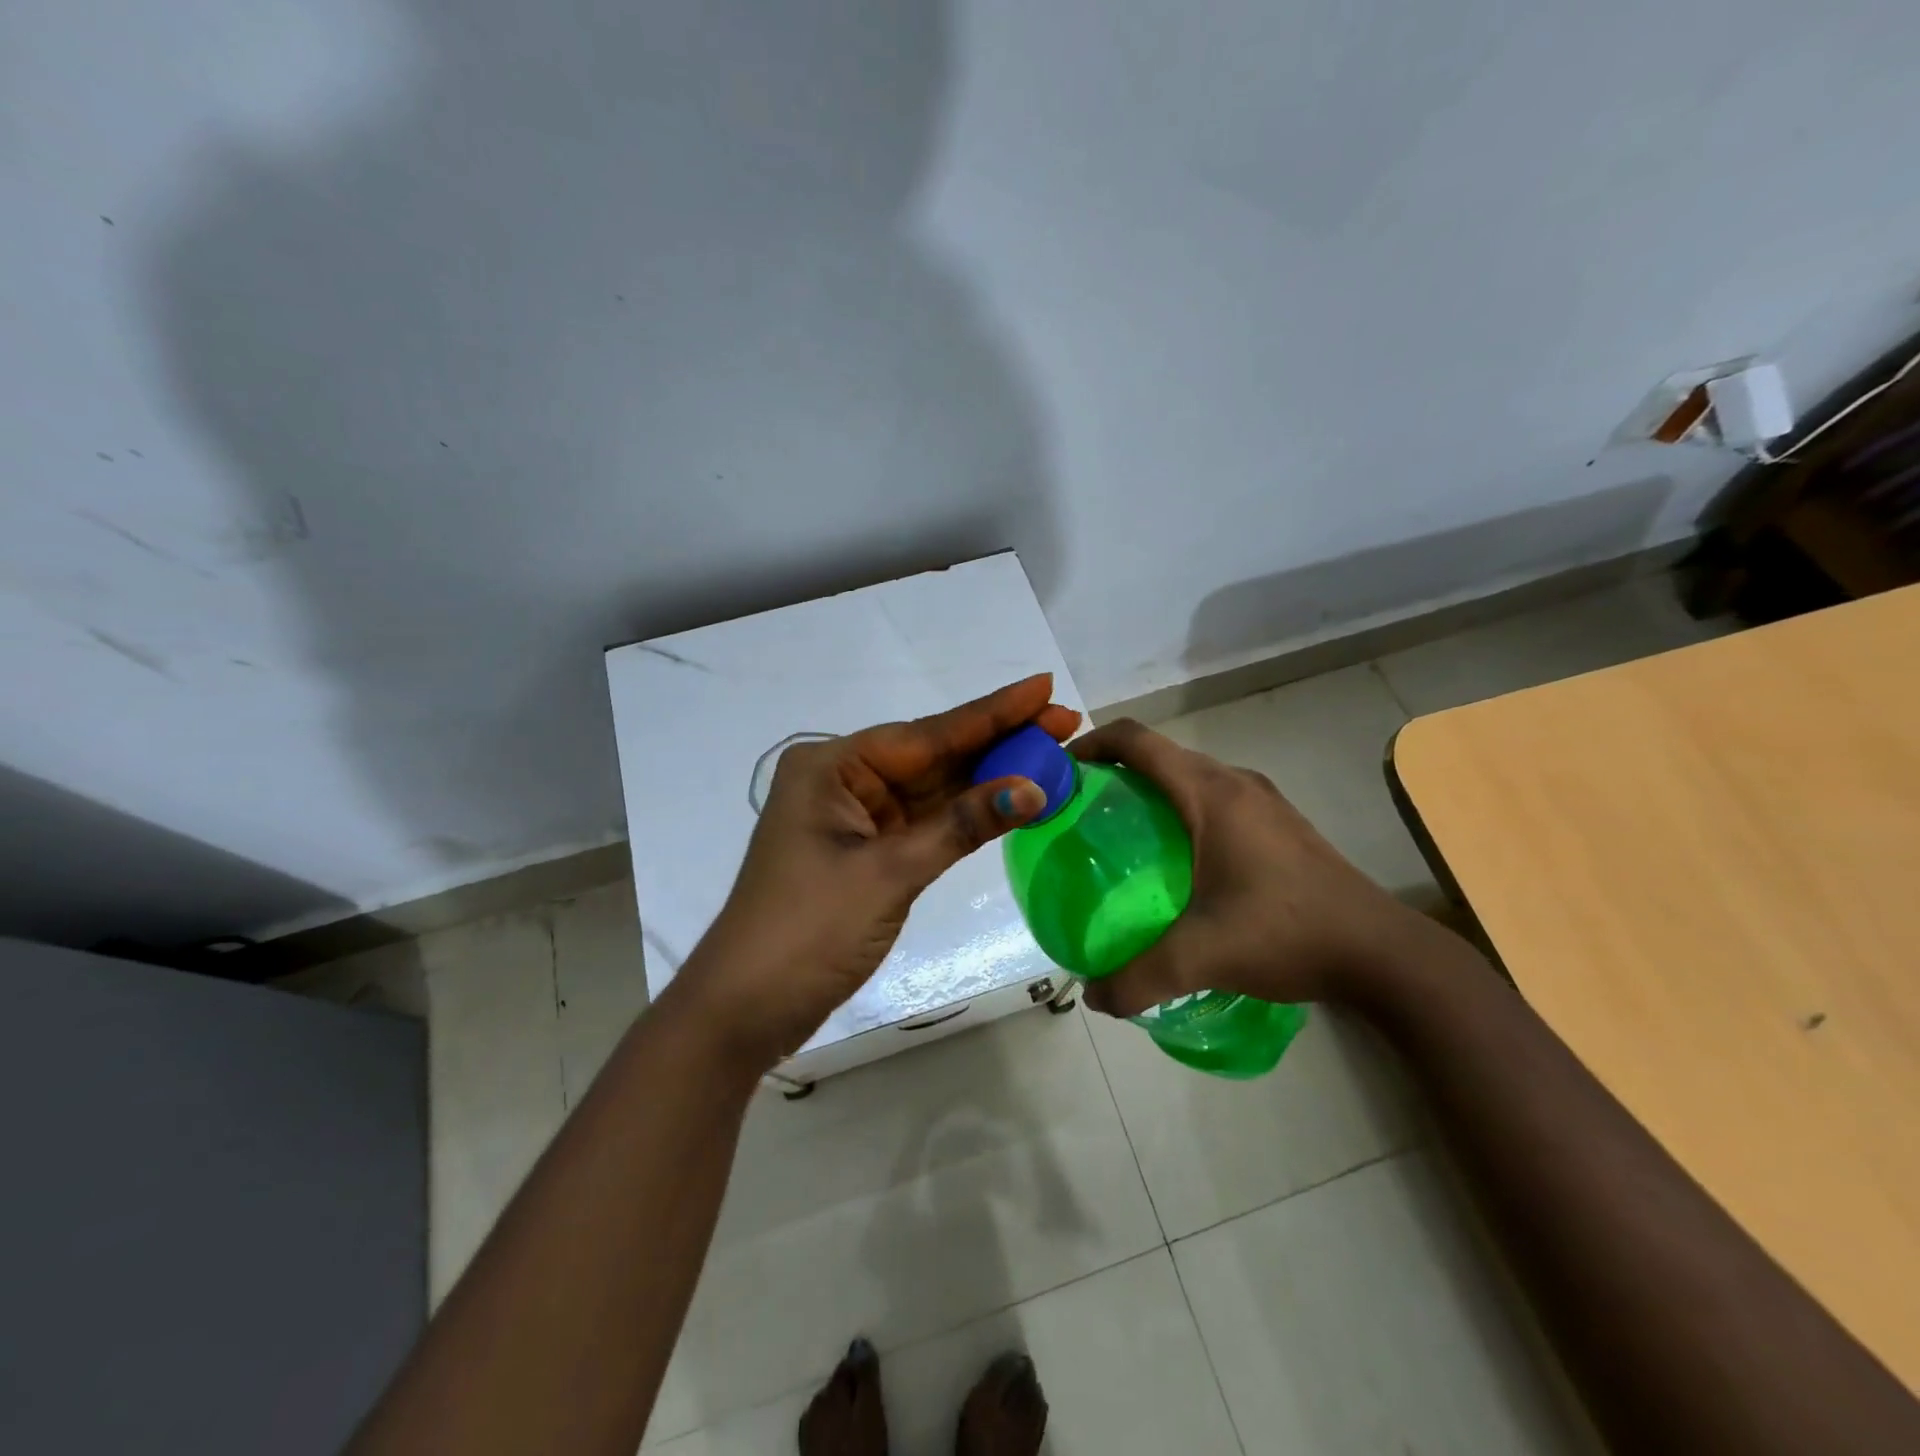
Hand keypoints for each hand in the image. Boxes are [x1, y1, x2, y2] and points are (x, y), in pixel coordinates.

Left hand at [677, 675, 1079, 1067]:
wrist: (747, 1008)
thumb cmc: (808, 929)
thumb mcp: (889, 873)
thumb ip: (961, 826)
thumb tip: (1033, 789)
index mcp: (833, 765)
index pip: (927, 733)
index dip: (992, 713)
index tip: (1043, 687)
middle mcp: (844, 780)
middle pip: (934, 755)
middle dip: (999, 741)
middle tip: (1063, 721)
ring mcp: (856, 818)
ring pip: (934, 789)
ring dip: (989, 777)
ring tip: (1051, 754)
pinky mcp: (867, 853)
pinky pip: (926, 822)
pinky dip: (967, 816)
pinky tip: (1010, 798)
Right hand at [1070, 719, 1431, 1017]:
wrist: (1384, 954)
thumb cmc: (1287, 933)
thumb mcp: (1202, 957)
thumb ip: (1137, 978)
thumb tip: (1092, 997)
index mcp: (1210, 793)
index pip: (1136, 740)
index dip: (1090, 743)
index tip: (1060, 772)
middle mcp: (1235, 783)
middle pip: (1160, 755)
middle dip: (1114, 771)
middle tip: (1081, 813)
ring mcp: (1263, 802)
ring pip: (1189, 776)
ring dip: (1150, 791)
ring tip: (1121, 837)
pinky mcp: (1280, 825)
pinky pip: (1214, 799)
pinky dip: (1181, 811)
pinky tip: (1177, 863)